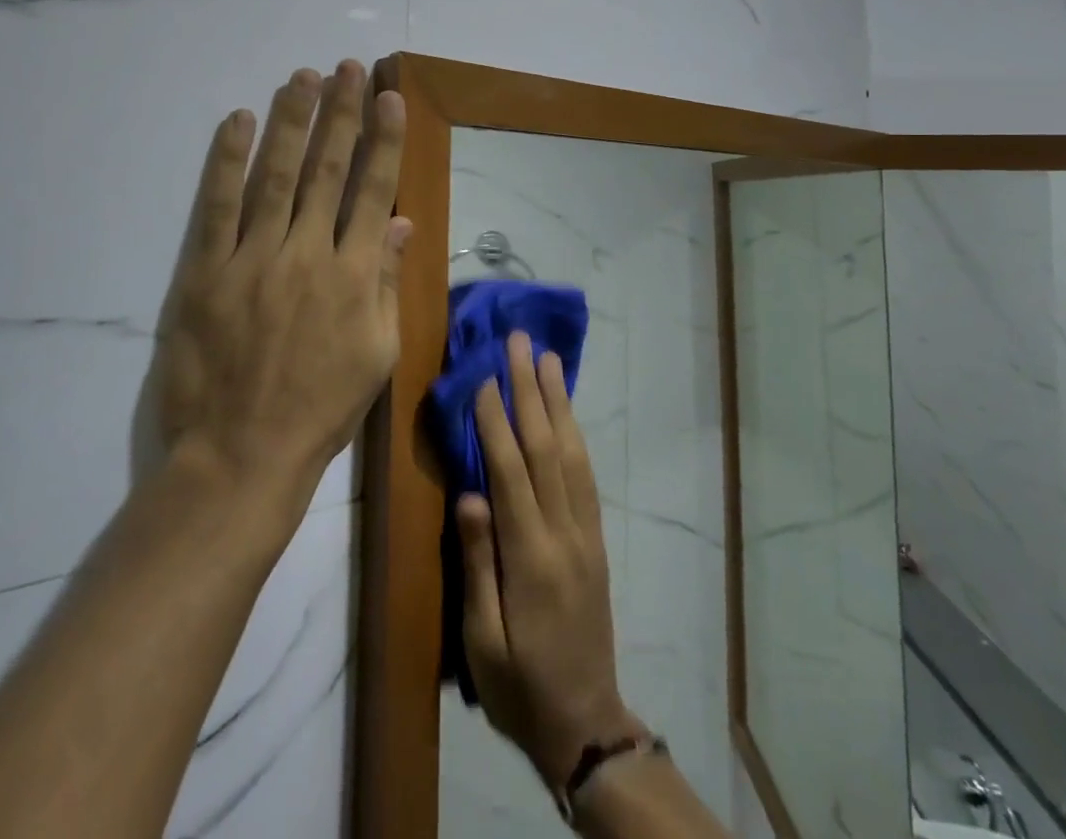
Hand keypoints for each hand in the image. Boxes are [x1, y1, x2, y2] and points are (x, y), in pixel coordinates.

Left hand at [152, 61, 408, 508]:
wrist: (241, 455)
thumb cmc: (319, 409)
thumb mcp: (376, 353)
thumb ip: (386, 282)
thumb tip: (399, 222)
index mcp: (354, 275)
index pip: (372, 190)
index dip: (382, 140)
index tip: (388, 98)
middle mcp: (308, 254)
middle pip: (328, 169)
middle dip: (341, 114)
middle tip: (347, 69)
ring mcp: (253, 258)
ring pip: (277, 175)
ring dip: (292, 121)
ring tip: (303, 77)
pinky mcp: (206, 271)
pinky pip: (217, 205)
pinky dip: (228, 160)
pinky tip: (240, 122)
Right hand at [458, 332, 642, 791]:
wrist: (584, 723)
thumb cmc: (518, 686)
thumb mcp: (483, 640)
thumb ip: (478, 565)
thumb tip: (470, 494)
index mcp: (531, 558)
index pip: (511, 471)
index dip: (496, 419)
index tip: (484, 374)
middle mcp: (564, 533)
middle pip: (546, 448)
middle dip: (531, 390)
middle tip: (520, 343)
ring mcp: (586, 533)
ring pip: (572, 453)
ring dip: (558, 401)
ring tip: (548, 360)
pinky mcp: (595, 539)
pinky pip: (585, 474)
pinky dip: (574, 433)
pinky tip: (566, 412)